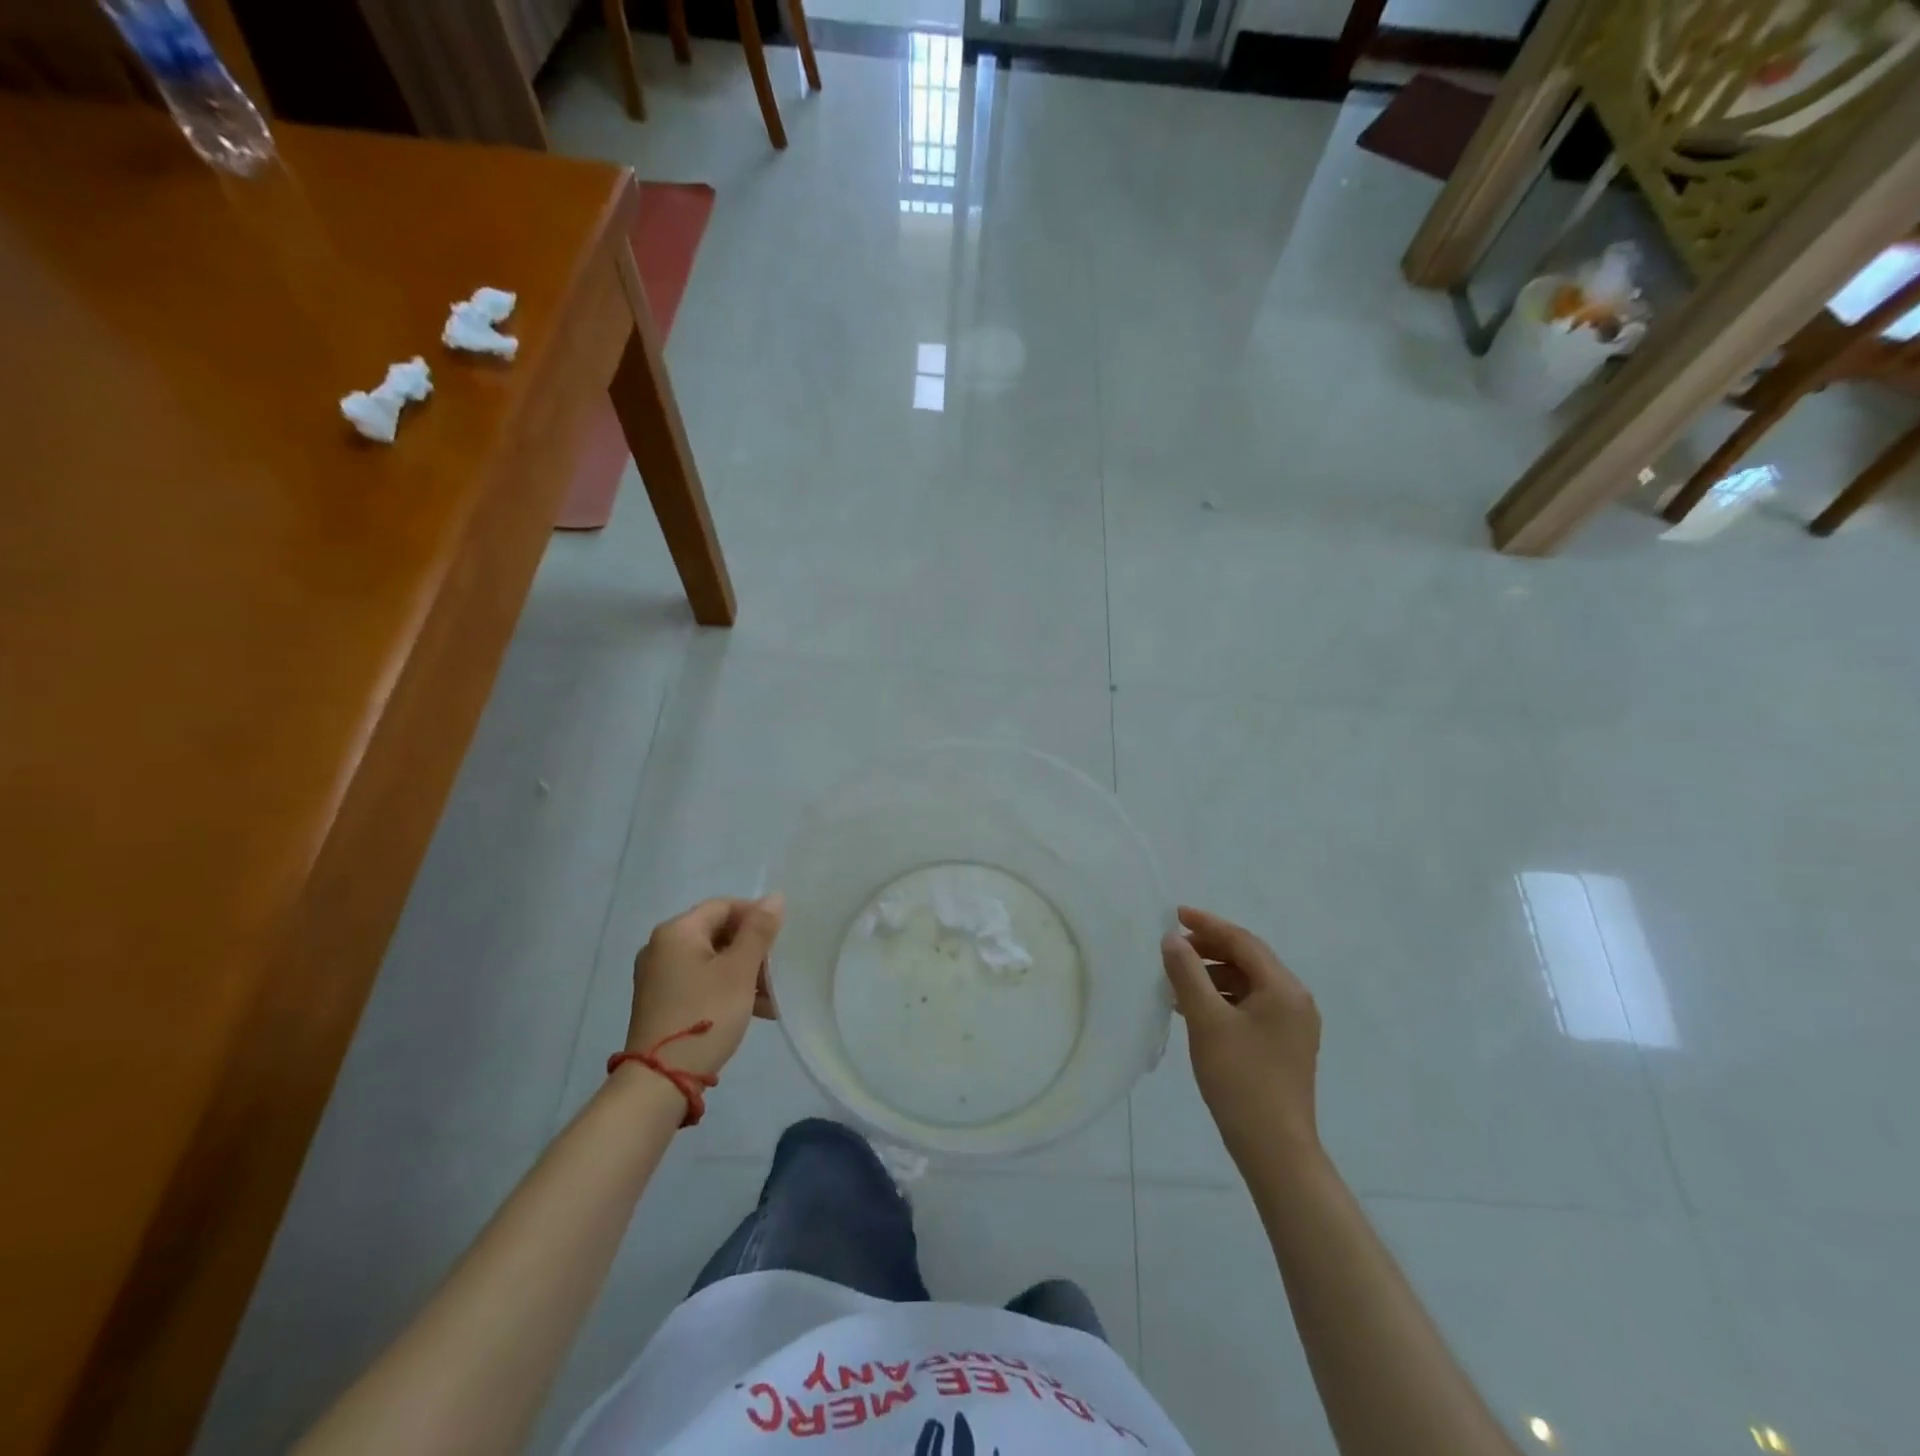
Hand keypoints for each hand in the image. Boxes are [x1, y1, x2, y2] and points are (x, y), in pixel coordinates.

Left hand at [626, 894, 784, 1080]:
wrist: (659, 1080)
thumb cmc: (705, 1014)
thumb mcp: (739, 970)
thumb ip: (759, 930)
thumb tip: (775, 897)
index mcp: (677, 931)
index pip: (723, 906)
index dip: (755, 916)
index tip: (781, 938)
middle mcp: (662, 947)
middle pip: (718, 933)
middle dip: (753, 950)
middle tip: (778, 970)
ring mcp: (659, 976)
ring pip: (712, 960)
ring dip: (744, 972)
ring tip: (773, 997)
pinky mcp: (662, 1001)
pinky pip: (701, 981)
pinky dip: (727, 988)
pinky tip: (756, 1010)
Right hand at [1160, 906, 1321, 1168]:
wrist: (1275, 1149)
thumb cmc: (1241, 1079)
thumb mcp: (1206, 1021)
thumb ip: (1187, 974)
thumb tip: (1172, 939)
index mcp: (1284, 989)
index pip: (1242, 941)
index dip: (1207, 925)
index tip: (1174, 914)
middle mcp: (1294, 1000)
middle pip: (1248, 960)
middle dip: (1209, 949)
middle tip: (1172, 947)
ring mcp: (1292, 1025)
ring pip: (1247, 984)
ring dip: (1212, 975)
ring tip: (1176, 980)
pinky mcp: (1283, 1045)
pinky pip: (1250, 1006)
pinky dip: (1222, 999)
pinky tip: (1194, 1009)